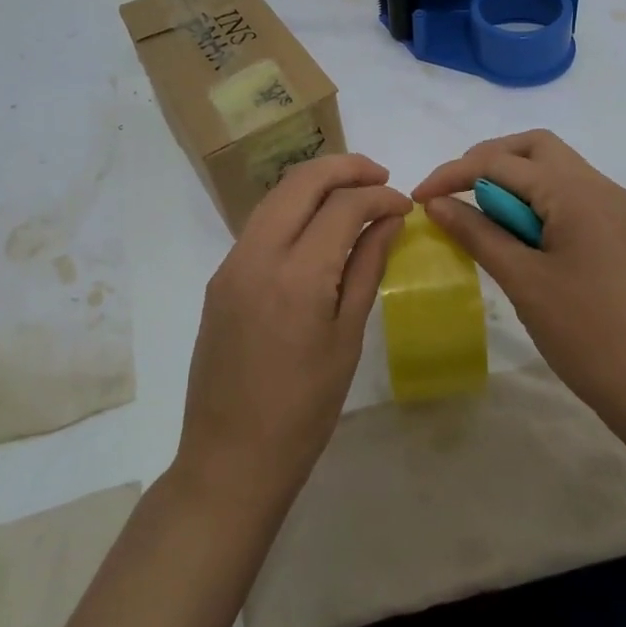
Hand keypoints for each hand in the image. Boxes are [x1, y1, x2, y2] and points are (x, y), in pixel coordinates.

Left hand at [176, 154, 408, 508]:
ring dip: (316, 183)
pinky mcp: (220, 277)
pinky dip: (293, 209)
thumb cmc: (304, 409)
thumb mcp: (347, 338)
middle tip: (380, 176)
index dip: (379, 196)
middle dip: (344, 168)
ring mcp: (231, 263)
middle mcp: (257, 254)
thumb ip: (366, 267)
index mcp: (297, 275)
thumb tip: (389, 220)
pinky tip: (318, 225)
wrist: (230, 458)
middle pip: (301, 181)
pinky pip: (260, 223)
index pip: (342, 206)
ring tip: (354, 192)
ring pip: (276, 196)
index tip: (404, 205)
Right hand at [414, 130, 625, 439]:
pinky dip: (535, 200)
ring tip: (479, 214)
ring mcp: (614, 208)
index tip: (419, 197)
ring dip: (512, 179)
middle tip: (454, 193)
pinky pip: (569, 195)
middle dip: (487, 161)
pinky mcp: (618, 231)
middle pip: (534, 148)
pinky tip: (517, 232)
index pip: (501, 163)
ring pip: (553, 169)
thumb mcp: (523, 281)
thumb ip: (477, 233)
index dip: (454, 174)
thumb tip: (436, 203)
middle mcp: (600, 187)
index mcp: (577, 192)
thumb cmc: (587, 334)